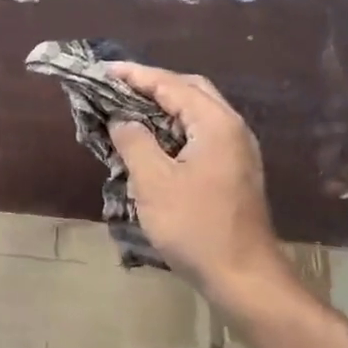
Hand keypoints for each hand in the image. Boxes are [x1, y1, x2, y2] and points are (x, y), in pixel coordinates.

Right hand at [107, 63, 284, 294]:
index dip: (135, 75)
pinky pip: (201, 133)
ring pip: (197, 112)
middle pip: (190, 90)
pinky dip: (175, 127)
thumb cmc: (195, 226)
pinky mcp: (234, 170)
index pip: (171, 84)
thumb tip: (121, 119)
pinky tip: (153, 141)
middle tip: (117, 87)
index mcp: (215, 123)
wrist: (243, 277)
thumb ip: (134, 141)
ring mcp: (237, 150)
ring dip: (164, 106)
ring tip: (129, 109)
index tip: (103, 70)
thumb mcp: (153, 182)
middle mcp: (232, 128)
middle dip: (153, 84)